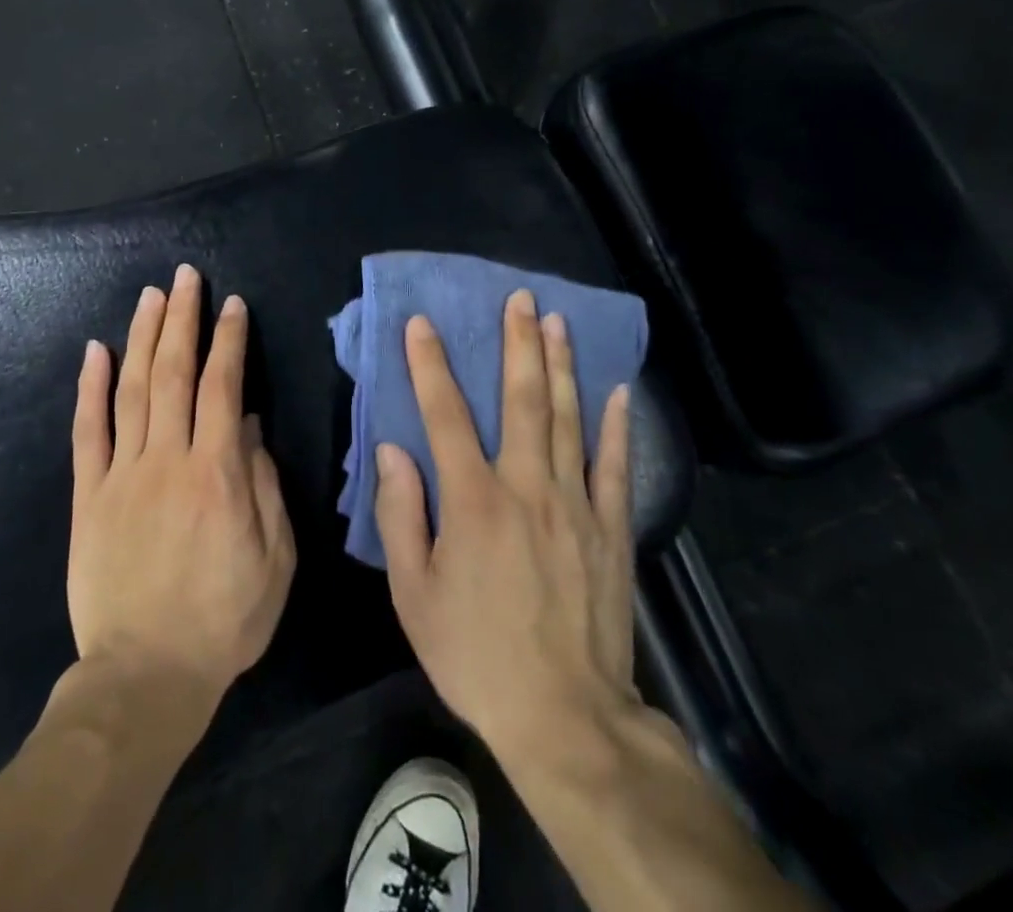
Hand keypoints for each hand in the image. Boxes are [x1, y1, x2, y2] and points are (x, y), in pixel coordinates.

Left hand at [69, 265, 295, 710]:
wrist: (145, 676)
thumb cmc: (224, 619)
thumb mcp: (274, 559)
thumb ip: (264, 486)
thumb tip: (250, 425)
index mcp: (217, 473)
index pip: (223, 387)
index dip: (229, 340)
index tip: (232, 305)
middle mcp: (168, 460)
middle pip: (173, 374)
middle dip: (182, 319)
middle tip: (185, 277)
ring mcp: (123, 475)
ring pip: (130, 390)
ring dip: (142, 337)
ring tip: (151, 295)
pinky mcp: (89, 497)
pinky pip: (87, 433)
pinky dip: (90, 388)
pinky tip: (95, 350)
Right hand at [373, 289, 635, 764]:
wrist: (565, 715)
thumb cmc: (475, 653)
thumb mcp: (414, 593)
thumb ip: (401, 515)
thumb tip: (393, 449)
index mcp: (473, 501)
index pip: (445, 414)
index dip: (430, 364)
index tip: (422, 322)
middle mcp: (526, 487)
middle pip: (521, 401)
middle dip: (518, 344)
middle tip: (520, 299)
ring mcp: (575, 505)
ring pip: (568, 419)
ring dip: (561, 366)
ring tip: (558, 322)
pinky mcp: (611, 529)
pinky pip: (614, 465)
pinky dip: (617, 425)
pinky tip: (619, 390)